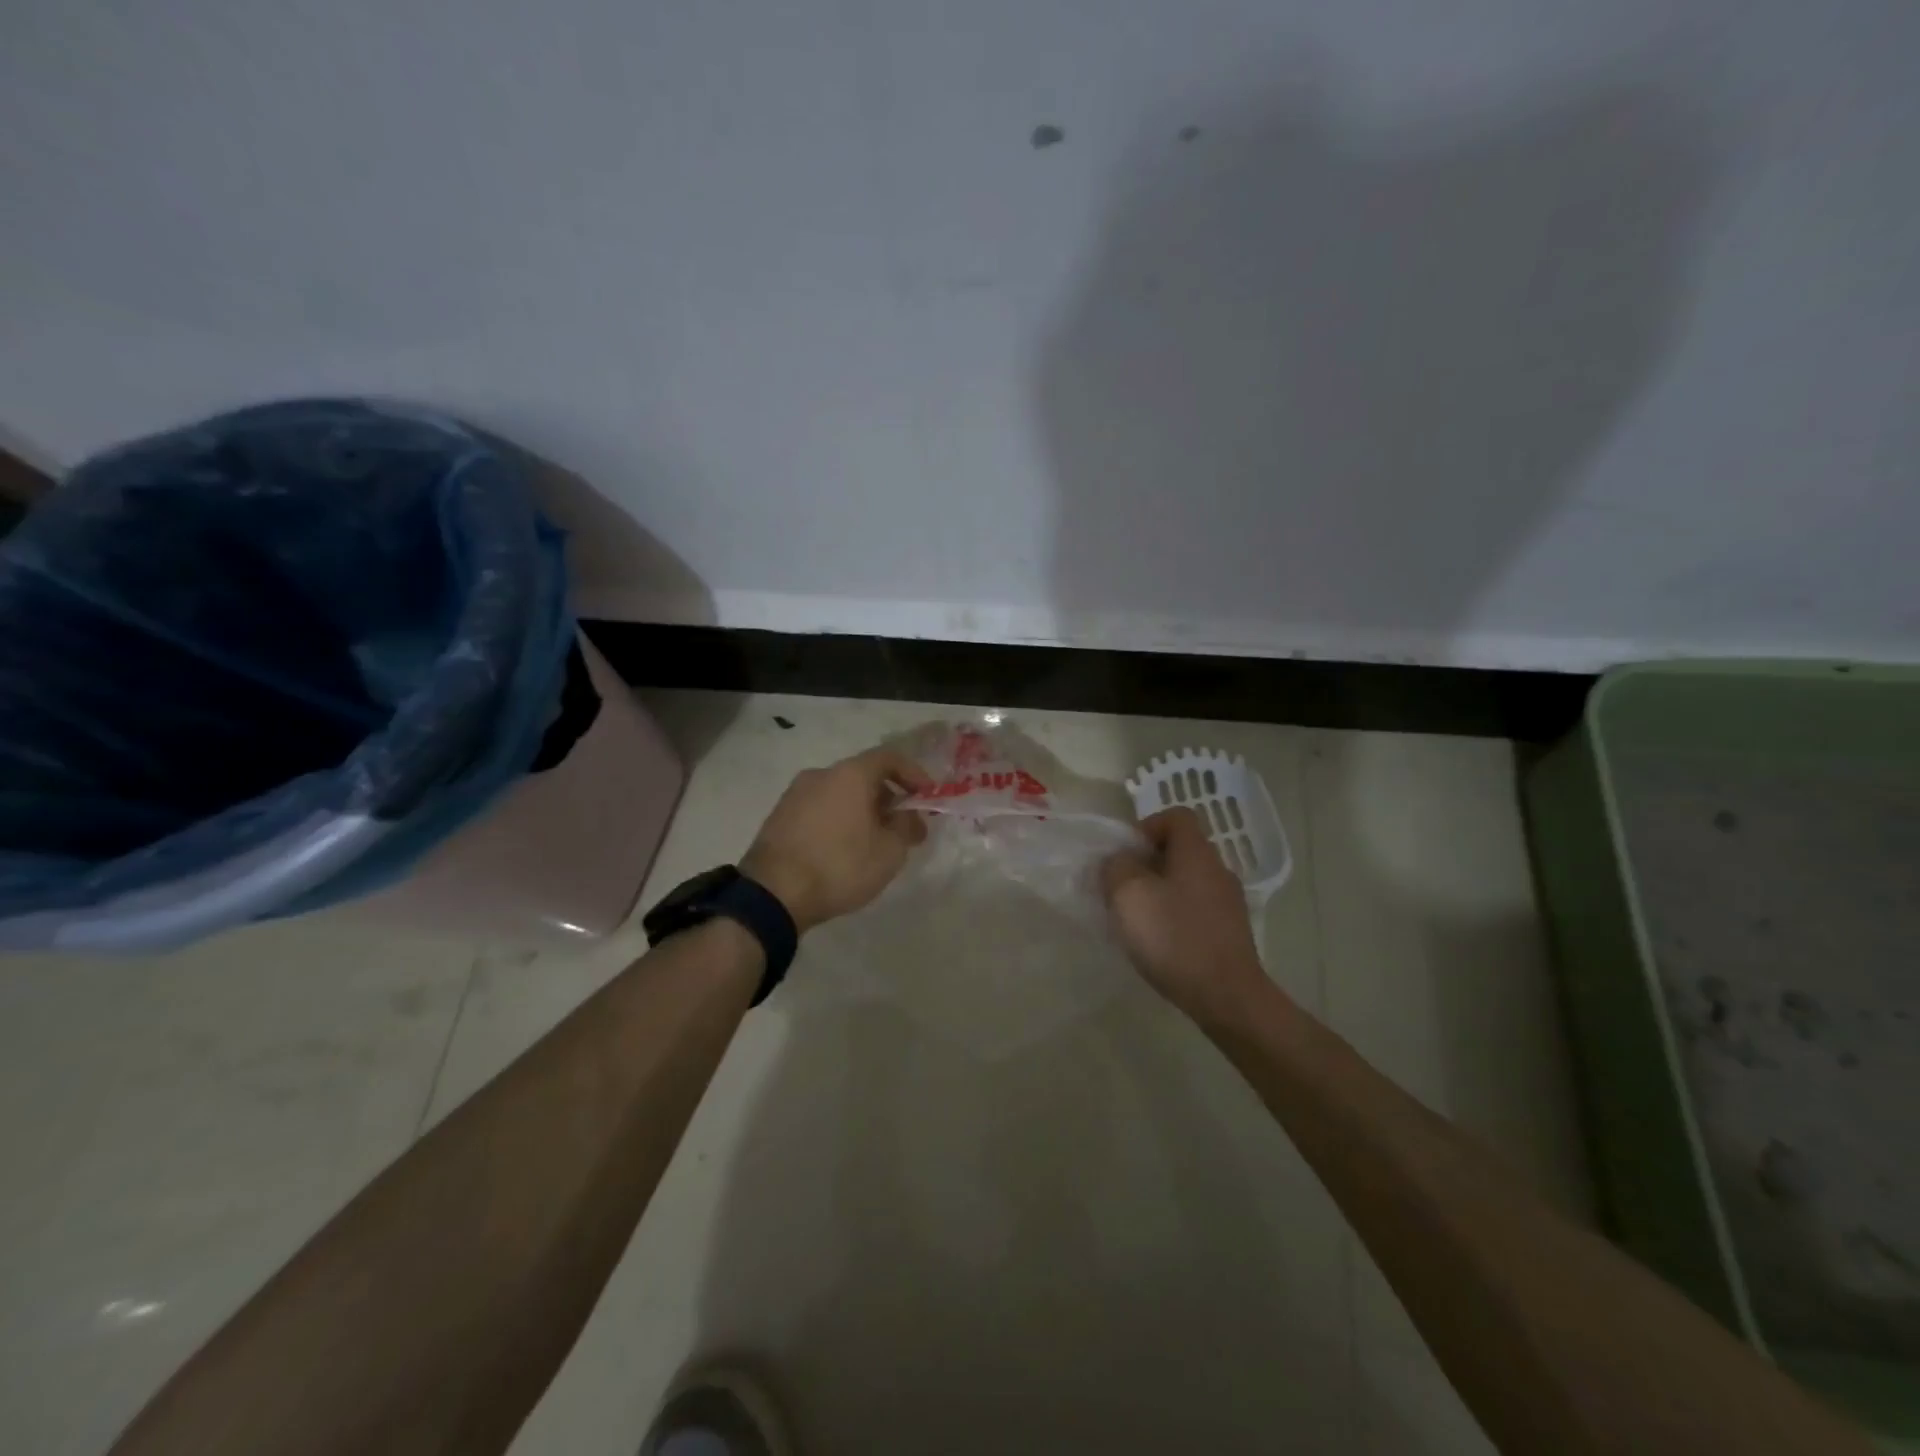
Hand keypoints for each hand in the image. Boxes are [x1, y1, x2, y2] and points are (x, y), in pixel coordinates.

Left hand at [741, 747, 933, 931]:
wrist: (772, 894)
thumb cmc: (840, 866)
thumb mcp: (889, 852)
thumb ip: (907, 827)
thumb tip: (913, 818)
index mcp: (850, 774)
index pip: (889, 757)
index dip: (913, 773)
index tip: (926, 796)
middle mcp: (820, 774)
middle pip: (863, 775)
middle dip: (888, 796)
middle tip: (902, 825)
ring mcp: (795, 794)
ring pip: (839, 793)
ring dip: (861, 810)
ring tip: (873, 842)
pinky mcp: (779, 817)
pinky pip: (819, 809)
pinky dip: (838, 820)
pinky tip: (842, 850)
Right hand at [1101, 807, 1273, 1024]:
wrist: (1227, 997)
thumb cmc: (1174, 937)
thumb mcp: (1129, 894)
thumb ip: (1116, 867)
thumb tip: (1118, 861)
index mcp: (1196, 852)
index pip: (1175, 816)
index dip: (1146, 827)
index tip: (1125, 854)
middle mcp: (1218, 869)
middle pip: (1180, 850)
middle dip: (1147, 864)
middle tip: (1122, 888)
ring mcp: (1229, 903)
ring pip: (1187, 882)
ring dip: (1160, 892)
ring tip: (1137, 918)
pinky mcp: (1230, 932)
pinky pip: (1196, 910)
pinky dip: (1175, 916)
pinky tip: (1159, 943)